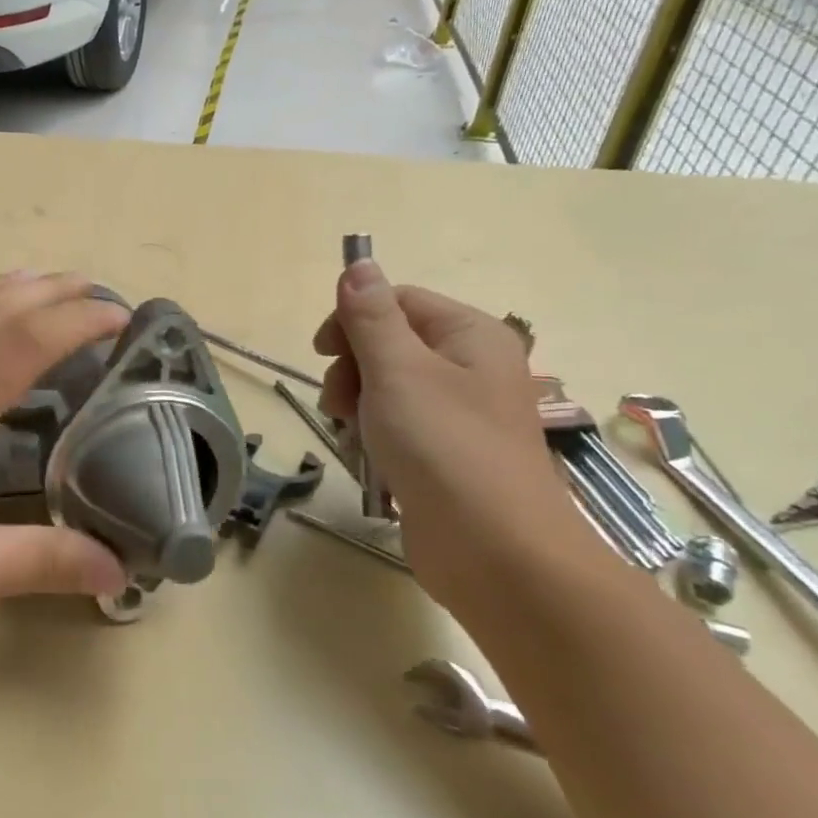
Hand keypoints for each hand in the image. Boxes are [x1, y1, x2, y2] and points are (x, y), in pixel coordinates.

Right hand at [311, 261, 576, 592]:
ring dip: (358, 404)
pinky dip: (375, 436)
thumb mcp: (397, 371)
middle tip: (340, 403)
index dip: (353, 319)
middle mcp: (471, 367)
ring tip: (353, 434)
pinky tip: (368, 458)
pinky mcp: (447, 453)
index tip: (322, 352)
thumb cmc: (444, 447)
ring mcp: (460, 413)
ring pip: (387, 386)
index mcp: (470, 335)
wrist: (495, 553)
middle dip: (352, 368)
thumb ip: (371, 317)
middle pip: (389, 342)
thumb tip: (358, 264)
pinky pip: (398, 425)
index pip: (397, 300)